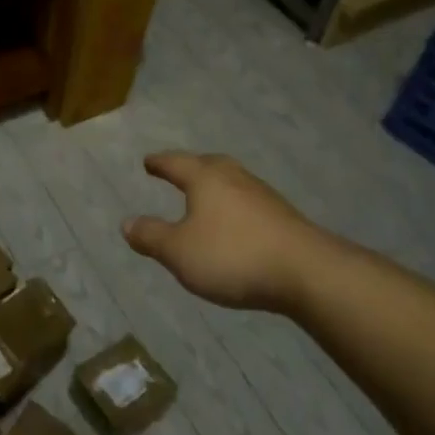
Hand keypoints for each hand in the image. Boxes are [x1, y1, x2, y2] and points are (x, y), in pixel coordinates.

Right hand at [122, 151, 340, 310]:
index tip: (148, 162)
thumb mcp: (179, 252)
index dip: (159, 163)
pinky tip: (234, 223)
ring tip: (204, 197)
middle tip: (177, 170)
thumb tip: (127, 223)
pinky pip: (248, 202)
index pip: (176, 163)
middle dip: (190, 167)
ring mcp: (263, 195)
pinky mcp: (283, 217)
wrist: (308, 272)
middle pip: (208, 164)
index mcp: (206, 178)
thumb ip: (151, 237)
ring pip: (231, 181)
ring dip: (215, 186)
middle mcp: (234, 178)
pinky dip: (233, 205)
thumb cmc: (233, 255)